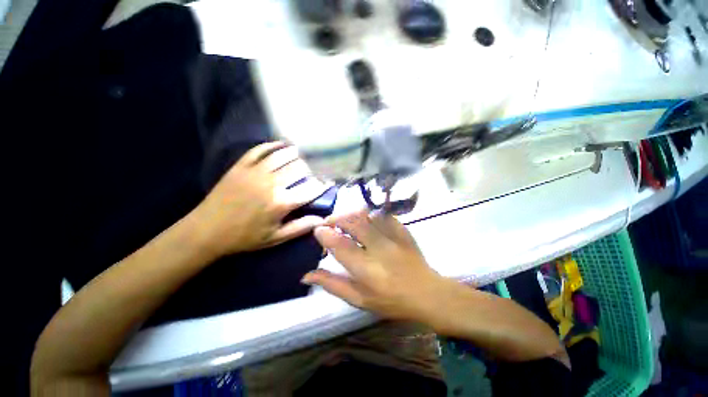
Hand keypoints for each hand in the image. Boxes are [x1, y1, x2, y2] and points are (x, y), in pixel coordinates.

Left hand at [193, 142, 327, 256]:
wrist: (206, 230)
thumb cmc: (244, 237)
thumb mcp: (275, 238)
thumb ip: (300, 227)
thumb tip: (322, 219)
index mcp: (281, 203)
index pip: (311, 189)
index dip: (322, 185)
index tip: (327, 184)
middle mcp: (271, 184)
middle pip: (300, 168)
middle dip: (311, 169)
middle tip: (313, 173)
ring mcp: (255, 172)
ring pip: (283, 155)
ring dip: (297, 155)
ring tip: (303, 157)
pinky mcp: (241, 166)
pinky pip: (260, 149)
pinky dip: (273, 145)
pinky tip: (281, 145)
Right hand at [302, 210, 454, 322]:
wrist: (426, 292)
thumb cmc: (390, 300)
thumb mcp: (359, 299)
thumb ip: (333, 285)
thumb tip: (306, 275)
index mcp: (367, 270)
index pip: (340, 246)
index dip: (325, 234)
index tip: (318, 230)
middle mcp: (380, 249)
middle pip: (353, 223)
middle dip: (336, 218)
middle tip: (330, 222)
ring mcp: (394, 237)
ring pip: (368, 215)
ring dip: (352, 214)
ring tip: (345, 220)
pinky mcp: (403, 230)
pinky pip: (383, 215)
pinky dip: (370, 214)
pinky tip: (366, 220)